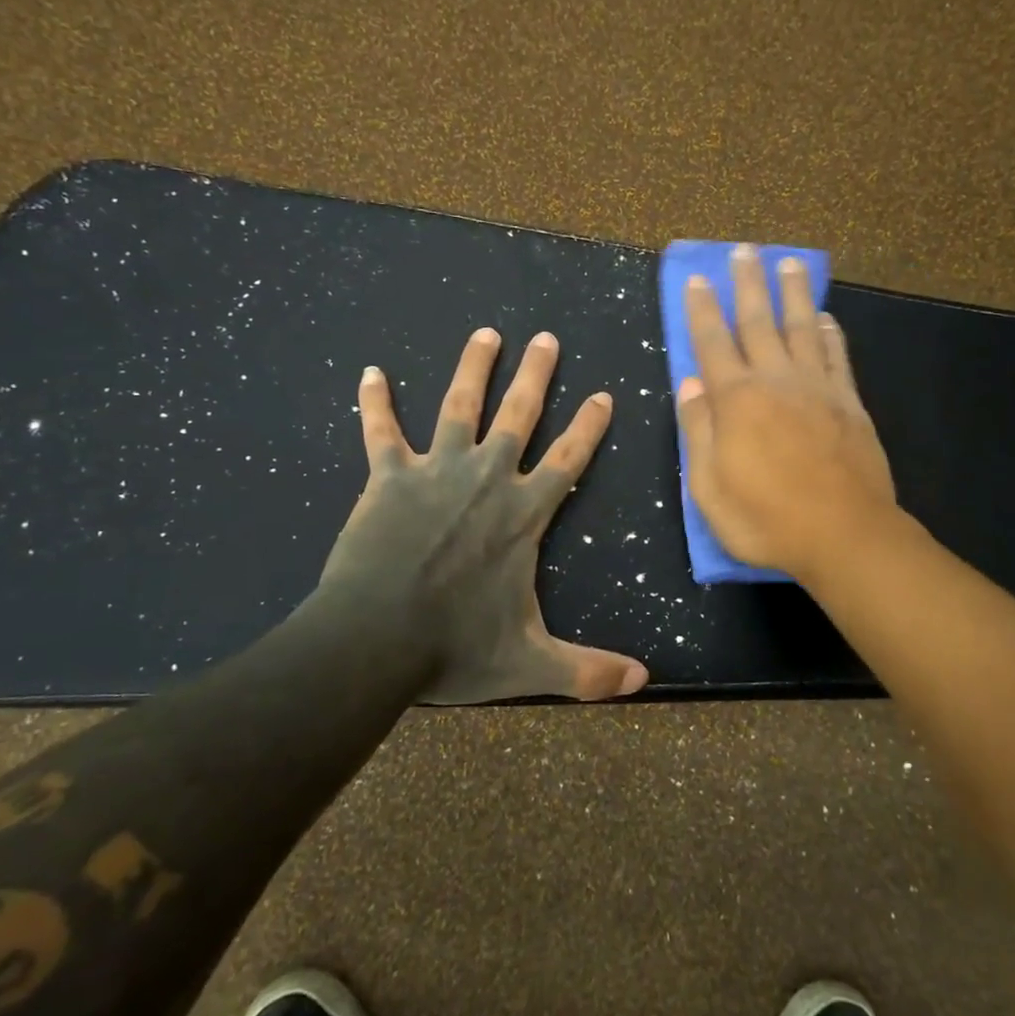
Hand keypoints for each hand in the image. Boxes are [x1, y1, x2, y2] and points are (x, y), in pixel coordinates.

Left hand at [319, 328, 649, 703]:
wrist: (375, 641)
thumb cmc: (455, 648)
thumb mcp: (530, 663)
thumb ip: (587, 671)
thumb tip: (643, 682)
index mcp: (523, 515)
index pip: (568, 460)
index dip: (589, 426)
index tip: (603, 394)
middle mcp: (486, 479)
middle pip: (519, 415)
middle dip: (536, 375)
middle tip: (546, 338)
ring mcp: (436, 472)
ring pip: (459, 406)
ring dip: (473, 367)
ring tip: (485, 333)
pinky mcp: (389, 478)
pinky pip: (381, 432)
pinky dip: (374, 402)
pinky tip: (371, 372)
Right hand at [677, 245, 896, 582]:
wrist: (844, 535)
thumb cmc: (766, 519)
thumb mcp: (708, 487)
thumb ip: (697, 430)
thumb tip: (691, 383)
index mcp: (736, 401)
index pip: (712, 343)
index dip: (703, 310)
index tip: (698, 279)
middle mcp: (776, 381)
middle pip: (759, 322)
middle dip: (748, 285)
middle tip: (745, 251)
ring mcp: (817, 388)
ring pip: (802, 327)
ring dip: (793, 294)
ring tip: (789, 263)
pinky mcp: (849, 402)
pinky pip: (837, 356)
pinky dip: (831, 332)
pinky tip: (826, 316)